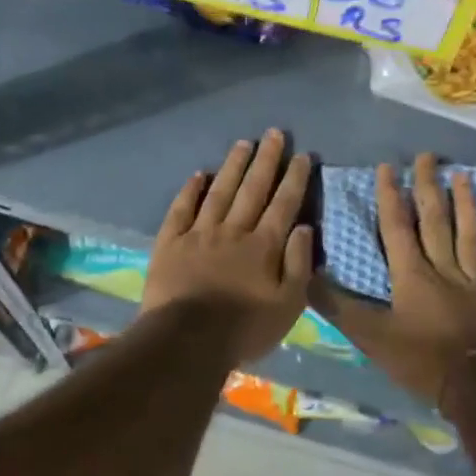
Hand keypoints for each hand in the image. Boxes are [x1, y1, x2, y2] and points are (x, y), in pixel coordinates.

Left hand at [141, 130, 314, 368]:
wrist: (186, 341)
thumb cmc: (243, 329)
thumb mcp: (288, 306)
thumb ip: (299, 264)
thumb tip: (305, 227)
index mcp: (263, 246)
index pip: (283, 204)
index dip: (295, 178)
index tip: (303, 155)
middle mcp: (233, 230)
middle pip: (253, 189)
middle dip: (266, 160)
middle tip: (274, 134)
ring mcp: (199, 233)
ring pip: (220, 191)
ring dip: (233, 166)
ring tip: (243, 143)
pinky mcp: (170, 242)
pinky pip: (181, 209)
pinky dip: (191, 190)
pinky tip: (199, 174)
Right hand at [310, 153, 475, 408]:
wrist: (474, 388)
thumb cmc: (420, 360)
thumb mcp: (370, 336)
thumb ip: (338, 307)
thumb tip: (307, 276)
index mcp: (413, 275)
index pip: (398, 228)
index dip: (391, 196)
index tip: (389, 167)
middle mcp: (446, 271)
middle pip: (436, 223)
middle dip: (429, 188)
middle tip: (428, 157)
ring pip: (471, 239)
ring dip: (467, 207)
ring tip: (463, 177)